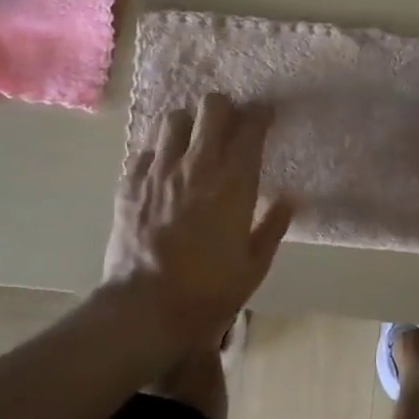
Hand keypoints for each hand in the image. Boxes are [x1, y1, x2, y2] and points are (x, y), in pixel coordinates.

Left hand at [104, 93, 292, 357]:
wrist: (144, 310)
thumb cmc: (207, 292)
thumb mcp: (253, 267)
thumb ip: (273, 227)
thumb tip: (289, 199)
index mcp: (233, 183)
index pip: (251, 128)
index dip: (261, 114)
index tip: (265, 116)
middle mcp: (197, 166)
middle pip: (212, 107)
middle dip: (225, 108)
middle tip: (229, 125)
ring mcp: (159, 171)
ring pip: (174, 118)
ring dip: (188, 124)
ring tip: (193, 141)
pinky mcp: (130, 184)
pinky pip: (145, 149)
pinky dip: (158, 151)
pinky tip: (163, 168)